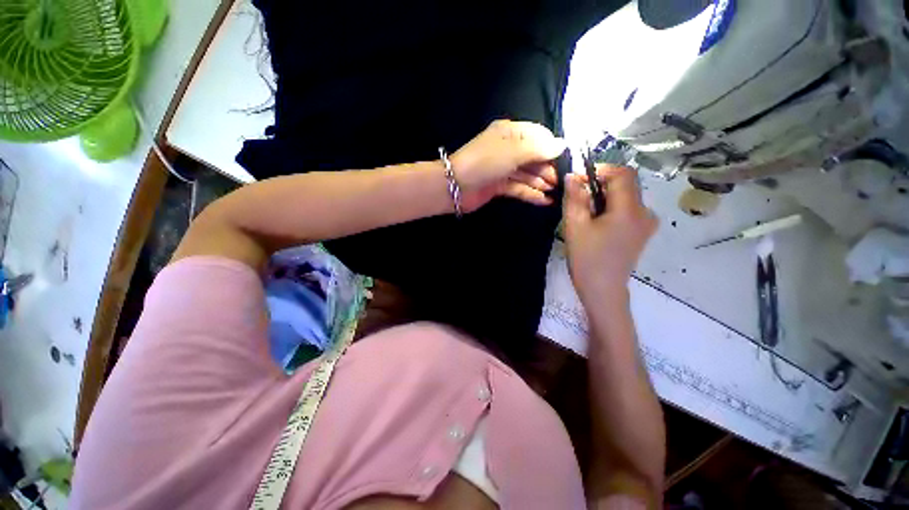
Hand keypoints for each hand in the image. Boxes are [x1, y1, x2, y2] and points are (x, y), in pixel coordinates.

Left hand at [450, 120, 566, 212]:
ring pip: (529, 173)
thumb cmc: (486, 161)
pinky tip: (546, 201)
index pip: (538, 134)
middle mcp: (508, 147)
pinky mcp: (500, 185)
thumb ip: (541, 148)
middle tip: (562, 180)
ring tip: (556, 191)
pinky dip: (532, 193)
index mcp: (510, 132)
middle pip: (535, 155)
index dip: (552, 145)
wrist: (454, 185)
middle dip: (549, 167)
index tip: (567, 158)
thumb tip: (563, 144)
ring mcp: (504, 167)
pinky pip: (520, 188)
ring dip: (542, 181)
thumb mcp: (515, 150)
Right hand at [563, 165, 657, 303]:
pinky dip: (619, 206)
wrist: (605, 294)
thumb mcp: (575, 227)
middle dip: (605, 182)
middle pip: (628, 182)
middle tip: (584, 196)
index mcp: (628, 209)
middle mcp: (644, 212)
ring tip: (593, 210)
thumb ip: (575, 196)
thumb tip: (572, 176)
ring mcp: (647, 223)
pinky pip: (634, 207)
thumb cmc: (589, 261)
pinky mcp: (645, 232)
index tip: (582, 180)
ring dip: (612, 194)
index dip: (601, 170)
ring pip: (631, 194)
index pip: (621, 173)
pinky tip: (605, 221)